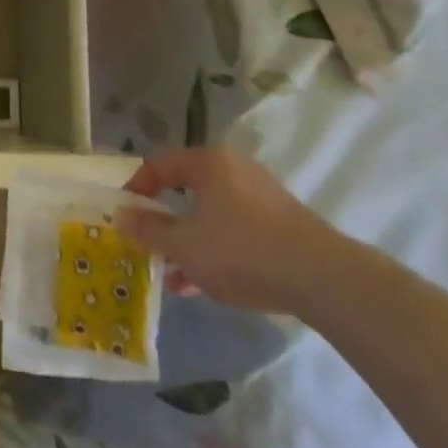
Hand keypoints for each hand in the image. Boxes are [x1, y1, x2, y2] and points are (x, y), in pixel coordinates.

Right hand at [114, 147, 346, 315]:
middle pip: (186, 192)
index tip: (125, 218)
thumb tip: (121, 215)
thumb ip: (148, 229)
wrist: (327, 281)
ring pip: (211, 216)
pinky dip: (217, 251)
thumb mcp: (183, 245)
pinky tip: (205, 285)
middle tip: (149, 247)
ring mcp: (263, 198)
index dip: (135, 190)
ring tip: (174, 277)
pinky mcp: (284, 226)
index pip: (158, 165)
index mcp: (208, 162)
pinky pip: (236, 232)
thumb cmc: (242, 251)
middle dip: (164, 223)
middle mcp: (235, 170)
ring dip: (189, 243)